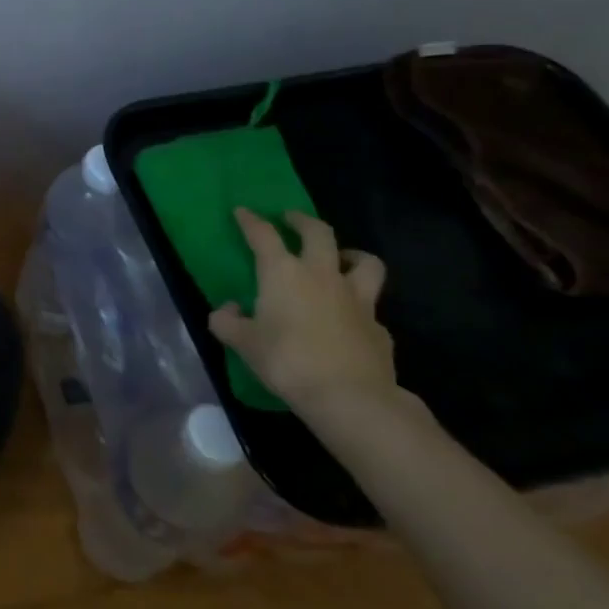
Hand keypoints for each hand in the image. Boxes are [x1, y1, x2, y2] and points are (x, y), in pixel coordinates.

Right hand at [208, 208, 396, 415]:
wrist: (350, 398)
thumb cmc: (287, 362)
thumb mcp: (244, 343)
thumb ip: (228, 322)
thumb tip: (228, 311)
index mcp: (283, 273)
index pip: (263, 234)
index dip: (250, 220)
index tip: (242, 211)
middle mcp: (322, 275)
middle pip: (319, 233)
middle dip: (302, 221)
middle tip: (291, 219)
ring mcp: (357, 300)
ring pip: (365, 262)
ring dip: (351, 254)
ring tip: (340, 258)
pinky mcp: (380, 328)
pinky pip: (371, 307)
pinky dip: (360, 306)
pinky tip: (350, 319)